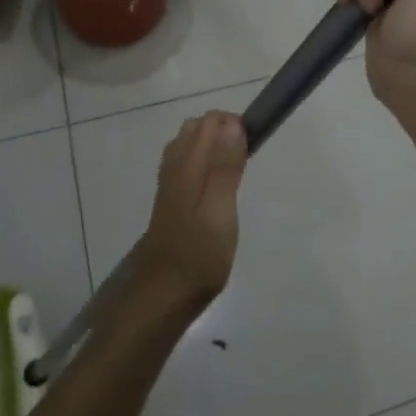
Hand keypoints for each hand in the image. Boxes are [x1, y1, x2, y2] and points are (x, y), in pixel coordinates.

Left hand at [139, 111, 247, 307]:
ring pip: (190, 145)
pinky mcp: (170, 200)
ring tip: (235, 171)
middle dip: (223, 131)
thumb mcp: (220, 210)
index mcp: (188, 164)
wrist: (163, 295)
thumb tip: (233, 123)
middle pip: (197, 128)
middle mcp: (174, 166)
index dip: (234, 125)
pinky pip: (186, 163)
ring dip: (213, 146)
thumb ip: (225, 166)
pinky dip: (204, 162)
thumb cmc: (199, 254)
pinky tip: (215, 185)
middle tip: (245, 160)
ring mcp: (169, 183)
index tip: (252, 147)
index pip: (210, 120)